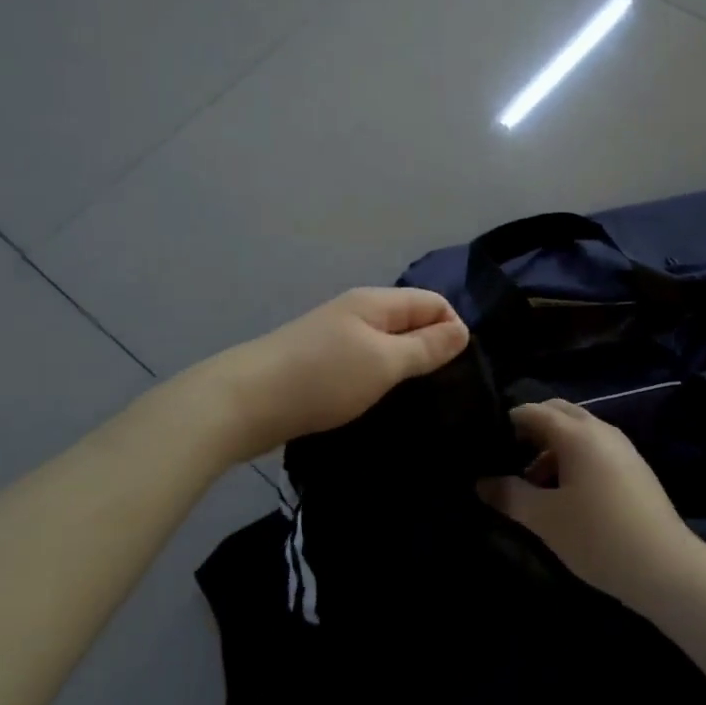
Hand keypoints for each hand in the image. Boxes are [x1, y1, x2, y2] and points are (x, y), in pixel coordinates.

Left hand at [214, 288, 468, 458]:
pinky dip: (379, 376)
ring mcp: (335, 335)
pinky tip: (378, 399)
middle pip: (410, 320)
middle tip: (442, 388)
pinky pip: (364, 360)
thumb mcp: (384, 363)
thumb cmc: (322, 378)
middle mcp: (357, 311)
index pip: (433, 303)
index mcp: (376, 302)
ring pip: (387, 342)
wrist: (243, 402)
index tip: (459, 370)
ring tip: (414, 397)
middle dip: (431, 348)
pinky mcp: (319, 361)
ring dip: (404, 365)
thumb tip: (462, 330)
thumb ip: (426, 347)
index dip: (453, 330)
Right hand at [478, 400, 699, 611]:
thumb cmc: (597, 536)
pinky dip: (572, 461)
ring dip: (551, 450)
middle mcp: (601, 430)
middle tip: (506, 461)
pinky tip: (562, 496)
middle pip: (558, 414)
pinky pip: (594, 450)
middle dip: (530, 432)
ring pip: (577, 434)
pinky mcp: (633, 468)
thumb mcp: (544, 519)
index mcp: (578, 434)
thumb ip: (509, 495)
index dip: (505, 423)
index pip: (533, 411)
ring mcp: (622, 448)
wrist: (665, 567)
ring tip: (530, 487)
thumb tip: (481, 482)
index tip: (484, 446)